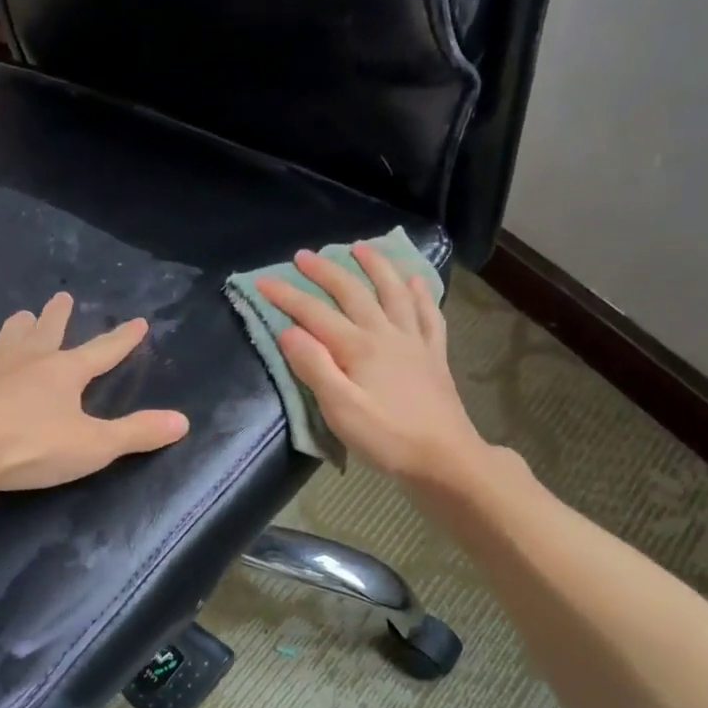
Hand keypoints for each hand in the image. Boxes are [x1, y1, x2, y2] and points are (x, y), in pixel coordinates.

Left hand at [0, 292, 188, 491]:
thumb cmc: (29, 447)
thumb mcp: (93, 446)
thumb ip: (137, 433)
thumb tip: (183, 421)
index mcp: (63, 372)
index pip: (103, 351)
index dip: (123, 339)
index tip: (138, 322)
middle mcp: (24, 360)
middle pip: (45, 331)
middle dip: (57, 315)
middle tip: (62, 296)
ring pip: (1, 339)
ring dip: (13, 329)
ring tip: (18, 318)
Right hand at [257, 247, 487, 486]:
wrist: (445, 458)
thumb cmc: (386, 438)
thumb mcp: (340, 409)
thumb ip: (314, 366)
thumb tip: (288, 330)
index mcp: (358, 347)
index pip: (314, 314)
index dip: (287, 296)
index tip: (263, 281)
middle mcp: (386, 334)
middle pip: (353, 293)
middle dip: (325, 272)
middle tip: (303, 256)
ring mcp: (414, 342)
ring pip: (394, 293)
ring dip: (376, 267)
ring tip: (362, 249)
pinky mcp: (434, 356)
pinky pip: (429, 315)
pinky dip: (421, 294)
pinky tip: (416, 282)